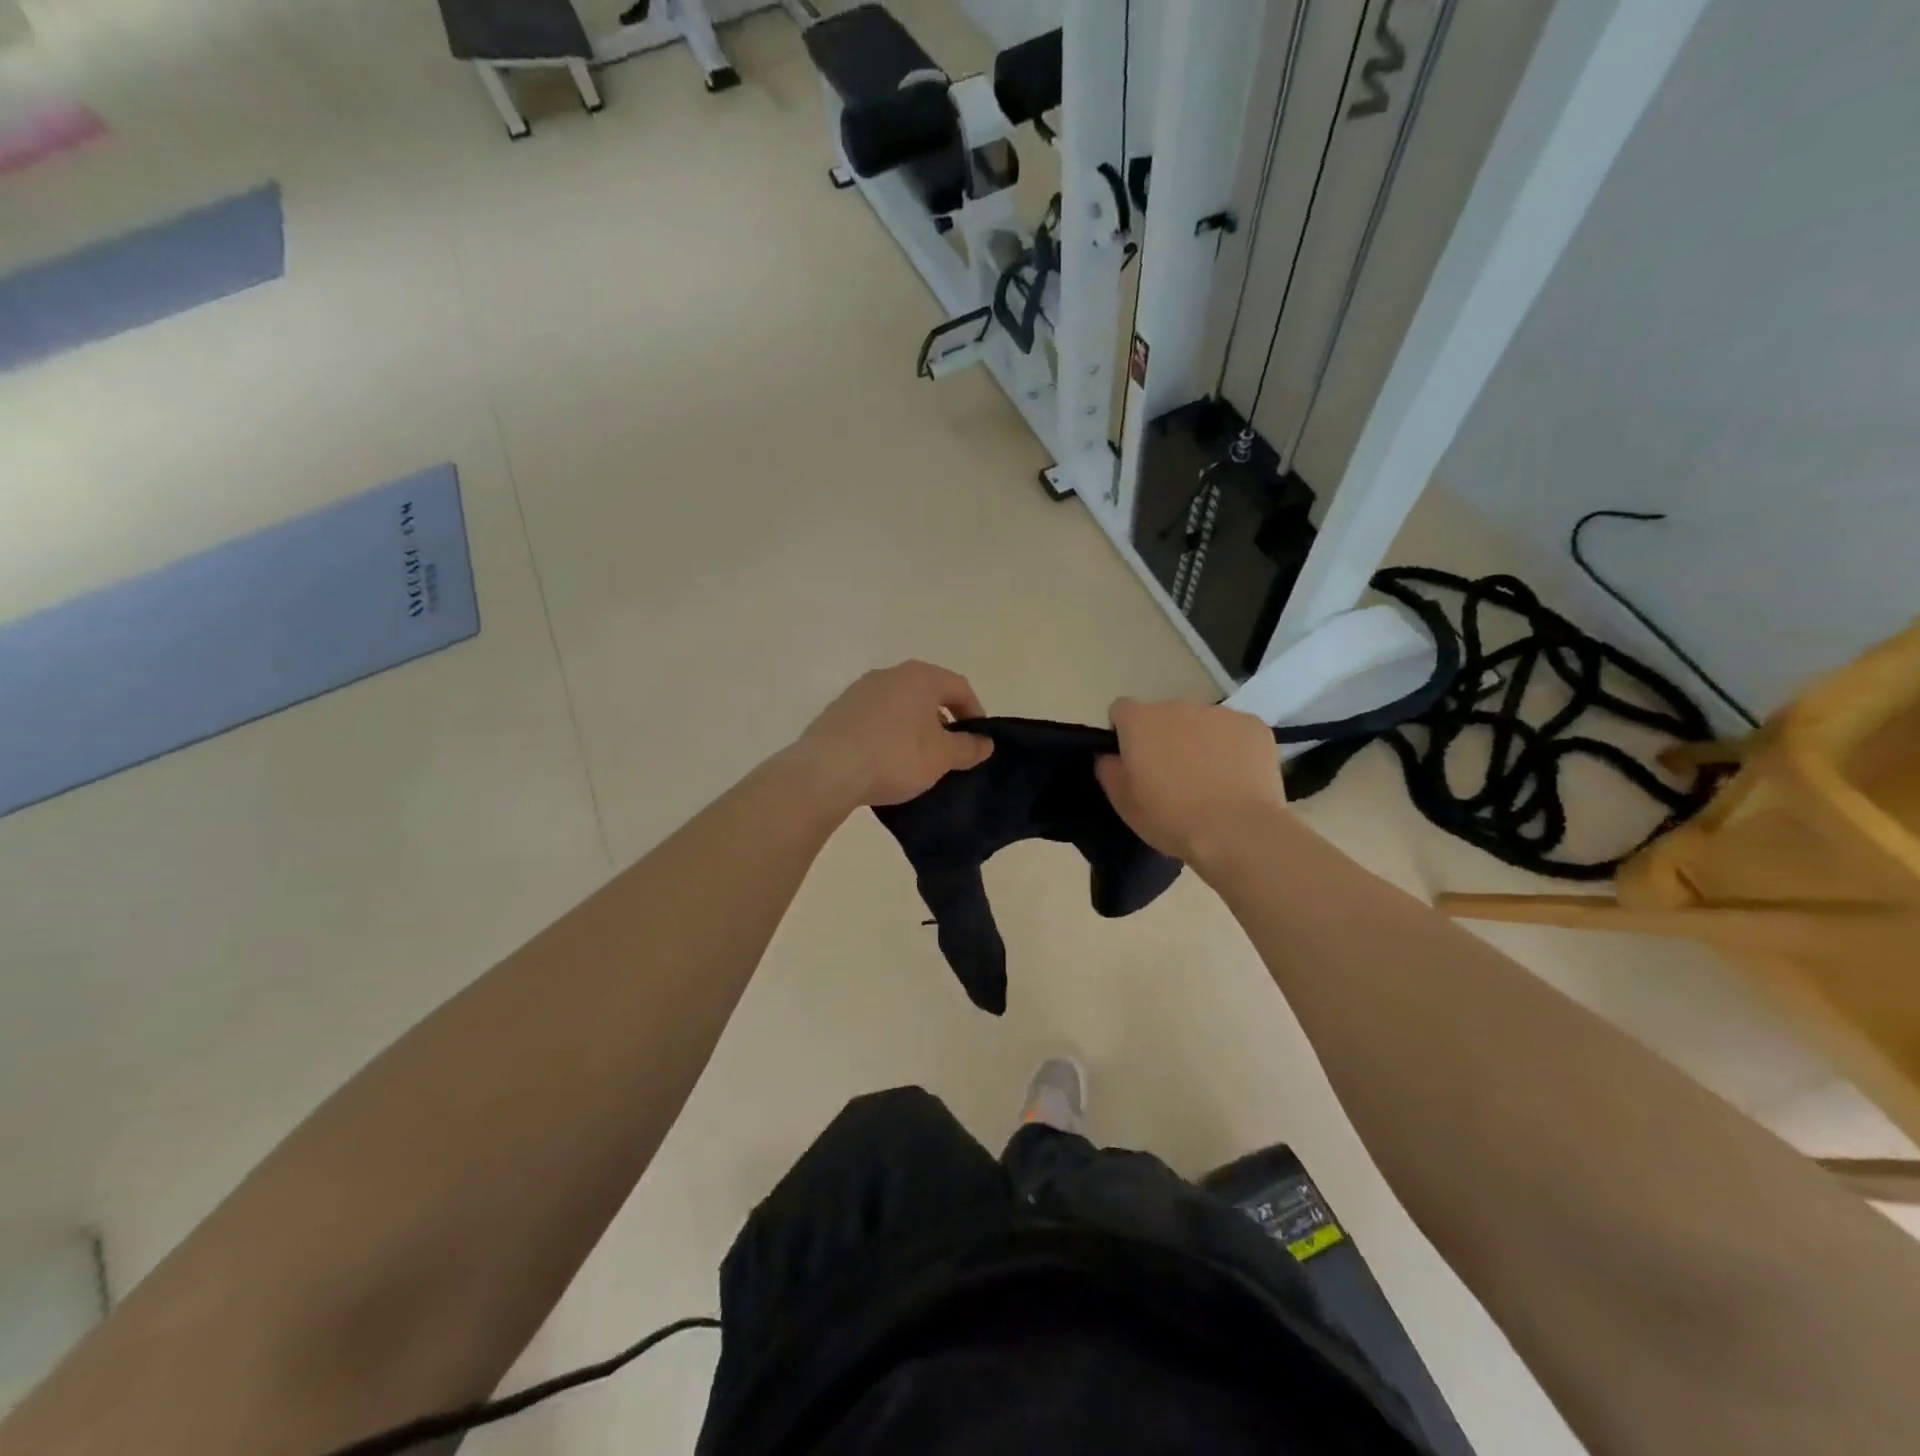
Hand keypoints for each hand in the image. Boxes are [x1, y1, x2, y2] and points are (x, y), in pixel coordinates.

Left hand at [793, 661, 993, 810]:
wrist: (826, 771)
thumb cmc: (894, 757)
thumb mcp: (941, 757)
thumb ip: (968, 748)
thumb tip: (986, 742)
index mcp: (920, 677)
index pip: (959, 687)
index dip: (975, 712)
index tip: (978, 741)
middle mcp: (889, 674)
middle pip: (928, 692)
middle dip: (943, 720)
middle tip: (950, 751)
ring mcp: (860, 690)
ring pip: (900, 705)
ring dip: (915, 727)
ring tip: (918, 759)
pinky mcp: (838, 710)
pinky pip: (876, 718)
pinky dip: (889, 733)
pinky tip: (886, 760)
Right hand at [1094, 698, 1286, 864]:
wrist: (1237, 831)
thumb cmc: (1172, 818)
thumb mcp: (1124, 804)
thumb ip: (1109, 771)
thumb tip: (1110, 756)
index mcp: (1140, 721)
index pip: (1121, 710)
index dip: (1124, 732)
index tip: (1133, 760)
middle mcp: (1177, 706)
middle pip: (1164, 716)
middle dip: (1165, 738)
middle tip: (1174, 777)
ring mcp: (1219, 713)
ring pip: (1201, 723)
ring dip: (1200, 741)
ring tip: (1211, 781)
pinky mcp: (1253, 725)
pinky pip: (1235, 732)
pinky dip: (1233, 748)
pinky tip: (1238, 778)